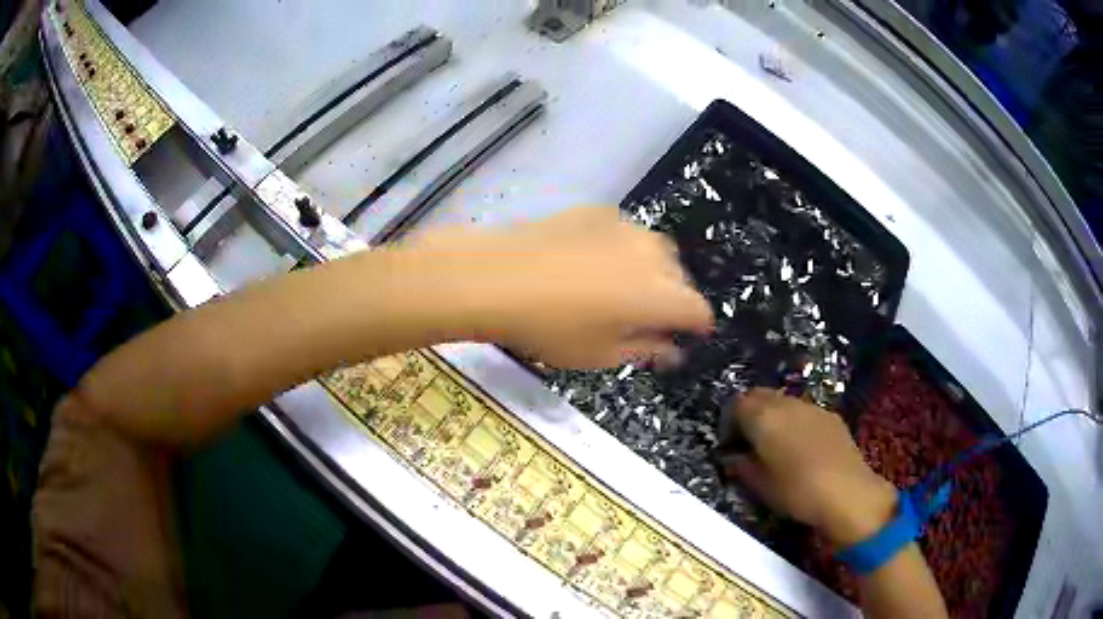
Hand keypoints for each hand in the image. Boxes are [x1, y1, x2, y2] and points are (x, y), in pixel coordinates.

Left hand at [406, 207, 713, 368]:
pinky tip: (594, 260)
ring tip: (622, 287)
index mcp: (662, 296)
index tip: (681, 337)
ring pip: (656, 250)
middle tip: (645, 318)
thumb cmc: (551, 328)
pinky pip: (626, 232)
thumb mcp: (601, 354)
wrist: (497, 277)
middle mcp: (654, 255)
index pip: (698, 311)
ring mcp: (626, 227)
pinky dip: (623, 249)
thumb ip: (646, 349)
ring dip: (651, 271)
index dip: (695, 326)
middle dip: (673, 299)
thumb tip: (672, 350)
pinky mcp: (599, 211)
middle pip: (681, 278)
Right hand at [720, 389, 896, 547]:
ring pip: (784, 401)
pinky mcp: (831, 416)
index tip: (730, 446)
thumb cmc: (796, 492)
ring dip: (774, 417)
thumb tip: (734, 457)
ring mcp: (812, 408)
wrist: (847, 493)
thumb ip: (742, 466)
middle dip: (750, 413)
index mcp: (763, 418)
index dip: (729, 423)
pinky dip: (795, 422)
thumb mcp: (760, 486)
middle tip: (748, 442)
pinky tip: (801, 448)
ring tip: (775, 445)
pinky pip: (804, 411)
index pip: (736, 404)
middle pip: (759, 395)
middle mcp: (786, 404)